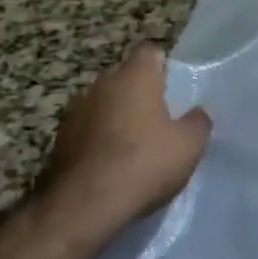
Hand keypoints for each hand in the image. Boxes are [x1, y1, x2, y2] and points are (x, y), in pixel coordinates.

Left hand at [35, 44, 210, 249]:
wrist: (83, 206)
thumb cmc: (143, 163)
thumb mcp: (189, 145)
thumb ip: (198, 121)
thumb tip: (197, 112)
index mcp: (134, 76)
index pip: (150, 51)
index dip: (163, 66)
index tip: (174, 88)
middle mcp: (101, 84)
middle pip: (124, 77)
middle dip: (139, 92)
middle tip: (158, 118)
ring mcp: (75, 111)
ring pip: (103, 104)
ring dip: (116, 116)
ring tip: (133, 145)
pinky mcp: (59, 141)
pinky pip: (87, 130)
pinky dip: (98, 140)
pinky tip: (110, 164)